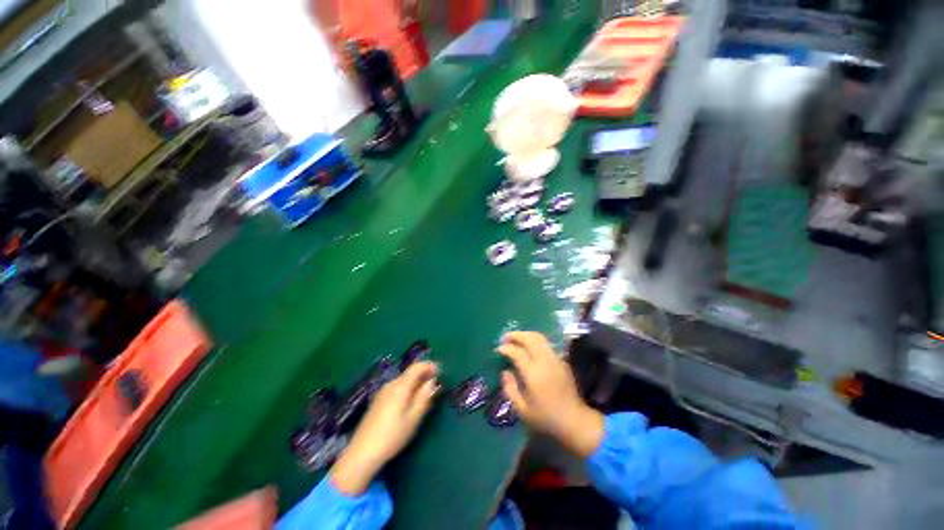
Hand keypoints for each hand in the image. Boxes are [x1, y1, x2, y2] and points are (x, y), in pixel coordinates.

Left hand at [331, 362, 439, 494]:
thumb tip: (432, 381)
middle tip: (435, 387)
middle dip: (424, 375)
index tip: (440, 372)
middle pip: (410, 373)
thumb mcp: (413, 418)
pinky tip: (409, 404)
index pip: (417, 367)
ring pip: (404, 381)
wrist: (361, 454)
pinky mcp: (378, 401)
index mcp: (400, 386)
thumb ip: (424, 397)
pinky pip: (397, 388)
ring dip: (416, 383)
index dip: (429, 366)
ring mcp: (383, 392)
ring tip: (424, 397)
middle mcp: (391, 385)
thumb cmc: (392, 436)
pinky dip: (407, 389)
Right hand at [498, 332, 603, 457]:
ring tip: (516, 339)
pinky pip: (546, 344)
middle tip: (505, 338)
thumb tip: (505, 371)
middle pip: (530, 338)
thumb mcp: (522, 410)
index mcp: (533, 374)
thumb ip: (510, 389)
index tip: (498, 349)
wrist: (574, 420)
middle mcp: (545, 362)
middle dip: (516, 335)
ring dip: (526, 335)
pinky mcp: (562, 360)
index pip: (517, 352)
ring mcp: (555, 359)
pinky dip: (535, 341)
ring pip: (539, 337)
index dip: (505, 348)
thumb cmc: (545, 418)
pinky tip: (529, 347)